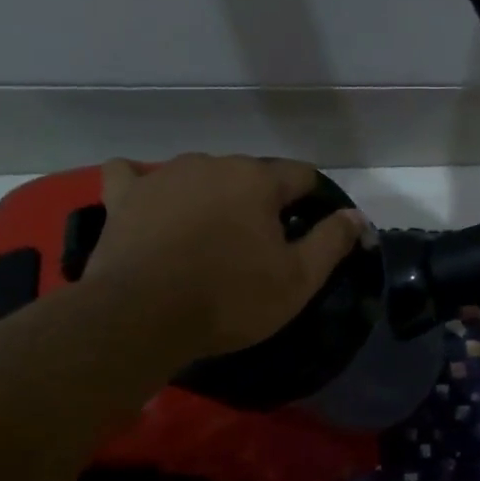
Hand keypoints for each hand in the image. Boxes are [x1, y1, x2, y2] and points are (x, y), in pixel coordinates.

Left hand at [80, 154, 366, 363]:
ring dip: (211, 196)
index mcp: (258, 180)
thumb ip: (331, 242)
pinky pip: (131, 176)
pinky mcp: (124, 196)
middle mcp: (213, 164)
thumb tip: (354, 216)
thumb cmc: (230, 298)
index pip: (300, 175)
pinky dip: (144, 186)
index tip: (310, 229)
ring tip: (209, 236)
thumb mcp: (297, 280)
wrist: (143, 316)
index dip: (311, 201)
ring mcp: (164, 176)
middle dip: (259, 202)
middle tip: (259, 246)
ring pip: (199, 175)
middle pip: (249, 175)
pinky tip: (149, 202)